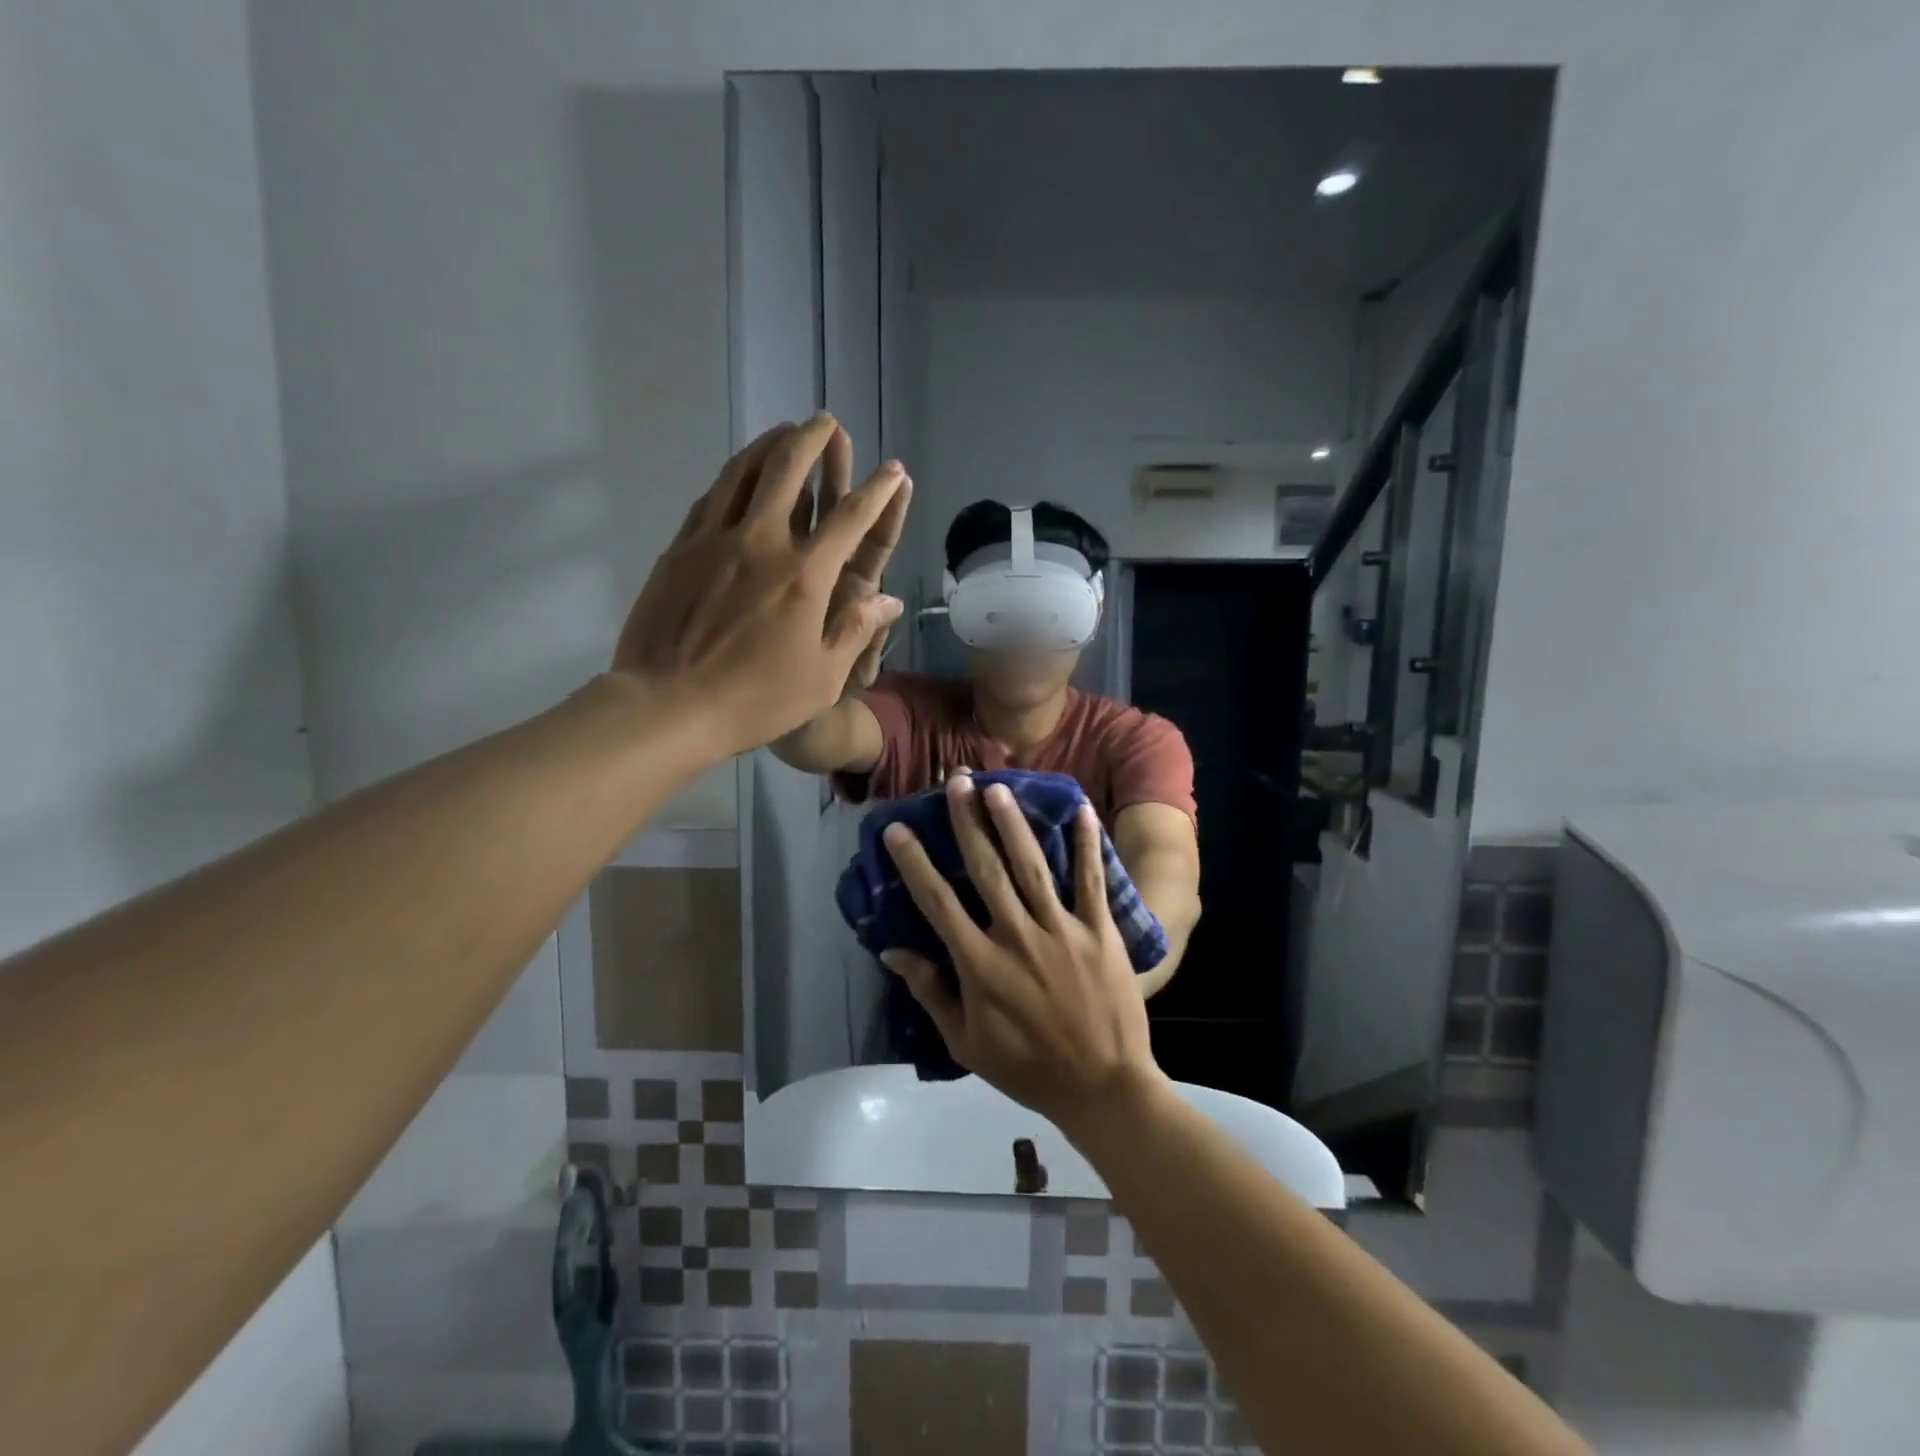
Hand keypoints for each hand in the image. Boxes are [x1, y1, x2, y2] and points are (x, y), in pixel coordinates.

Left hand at [613, 416, 908, 756]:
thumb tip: (889, 599)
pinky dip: (732, 477)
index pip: (851, 519)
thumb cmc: (754, 700)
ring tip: (784, 430)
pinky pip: (711, 497)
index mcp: (805, 576)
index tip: (893, 471)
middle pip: (790, 470)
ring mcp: (715, 539)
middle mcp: (762, 542)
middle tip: (826, 421)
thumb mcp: (822, 679)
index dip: (878, 491)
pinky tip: (739, 474)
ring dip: (769, 444)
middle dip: (813, 439)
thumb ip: (856, 632)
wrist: (667, 705)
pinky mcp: (680, 548)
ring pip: (744, 472)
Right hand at [880, 775, 1166, 1129]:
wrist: (1103, 1088)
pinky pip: (1091, 881)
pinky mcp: (1100, 932)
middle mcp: (1017, 937)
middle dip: (968, 822)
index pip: (938, 903)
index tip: (897, 829)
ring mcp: (1061, 930)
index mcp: (980, 965)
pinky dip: (1087, 844)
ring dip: (1013, 824)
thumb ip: (931, 992)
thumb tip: (892, 952)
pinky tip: (1082, 809)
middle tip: (956, 782)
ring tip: (999, 787)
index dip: (915, 863)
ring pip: (1032, 866)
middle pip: (986, 870)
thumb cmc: (1028, 1069)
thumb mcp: (966, 1043)